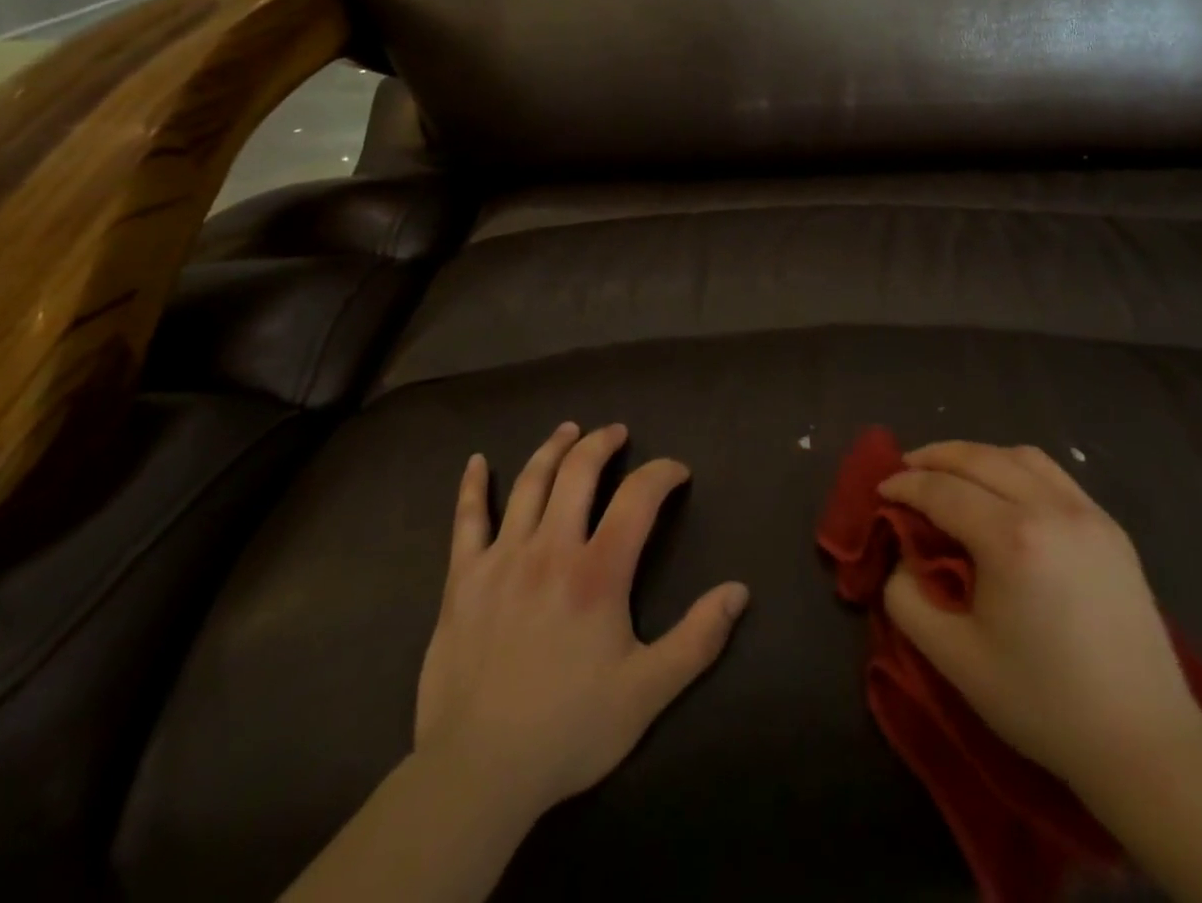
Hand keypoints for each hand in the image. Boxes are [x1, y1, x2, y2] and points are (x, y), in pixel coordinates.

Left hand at [412, 421, 750, 819]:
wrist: (478, 772)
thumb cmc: (569, 730)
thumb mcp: (647, 692)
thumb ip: (698, 639)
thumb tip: (739, 591)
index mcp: (598, 572)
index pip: (638, 497)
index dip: (662, 473)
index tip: (676, 471)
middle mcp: (550, 548)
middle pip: (579, 472)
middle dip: (603, 443)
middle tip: (617, 432)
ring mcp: (501, 558)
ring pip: (530, 483)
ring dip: (553, 449)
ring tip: (570, 430)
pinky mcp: (462, 578)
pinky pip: (467, 520)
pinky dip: (473, 486)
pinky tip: (478, 462)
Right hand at [878, 440, 1201, 802]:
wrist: (1145, 742)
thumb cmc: (1044, 703)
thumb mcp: (955, 659)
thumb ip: (908, 600)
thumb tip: (904, 559)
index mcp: (1012, 539)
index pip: (942, 490)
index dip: (905, 485)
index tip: (880, 491)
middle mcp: (1050, 509)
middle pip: (978, 458)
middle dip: (933, 457)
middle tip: (904, 470)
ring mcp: (1087, 513)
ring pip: (1019, 455)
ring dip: (975, 456)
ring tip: (950, 472)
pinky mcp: (1111, 527)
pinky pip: (1053, 474)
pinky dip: (1015, 466)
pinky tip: (1003, 489)